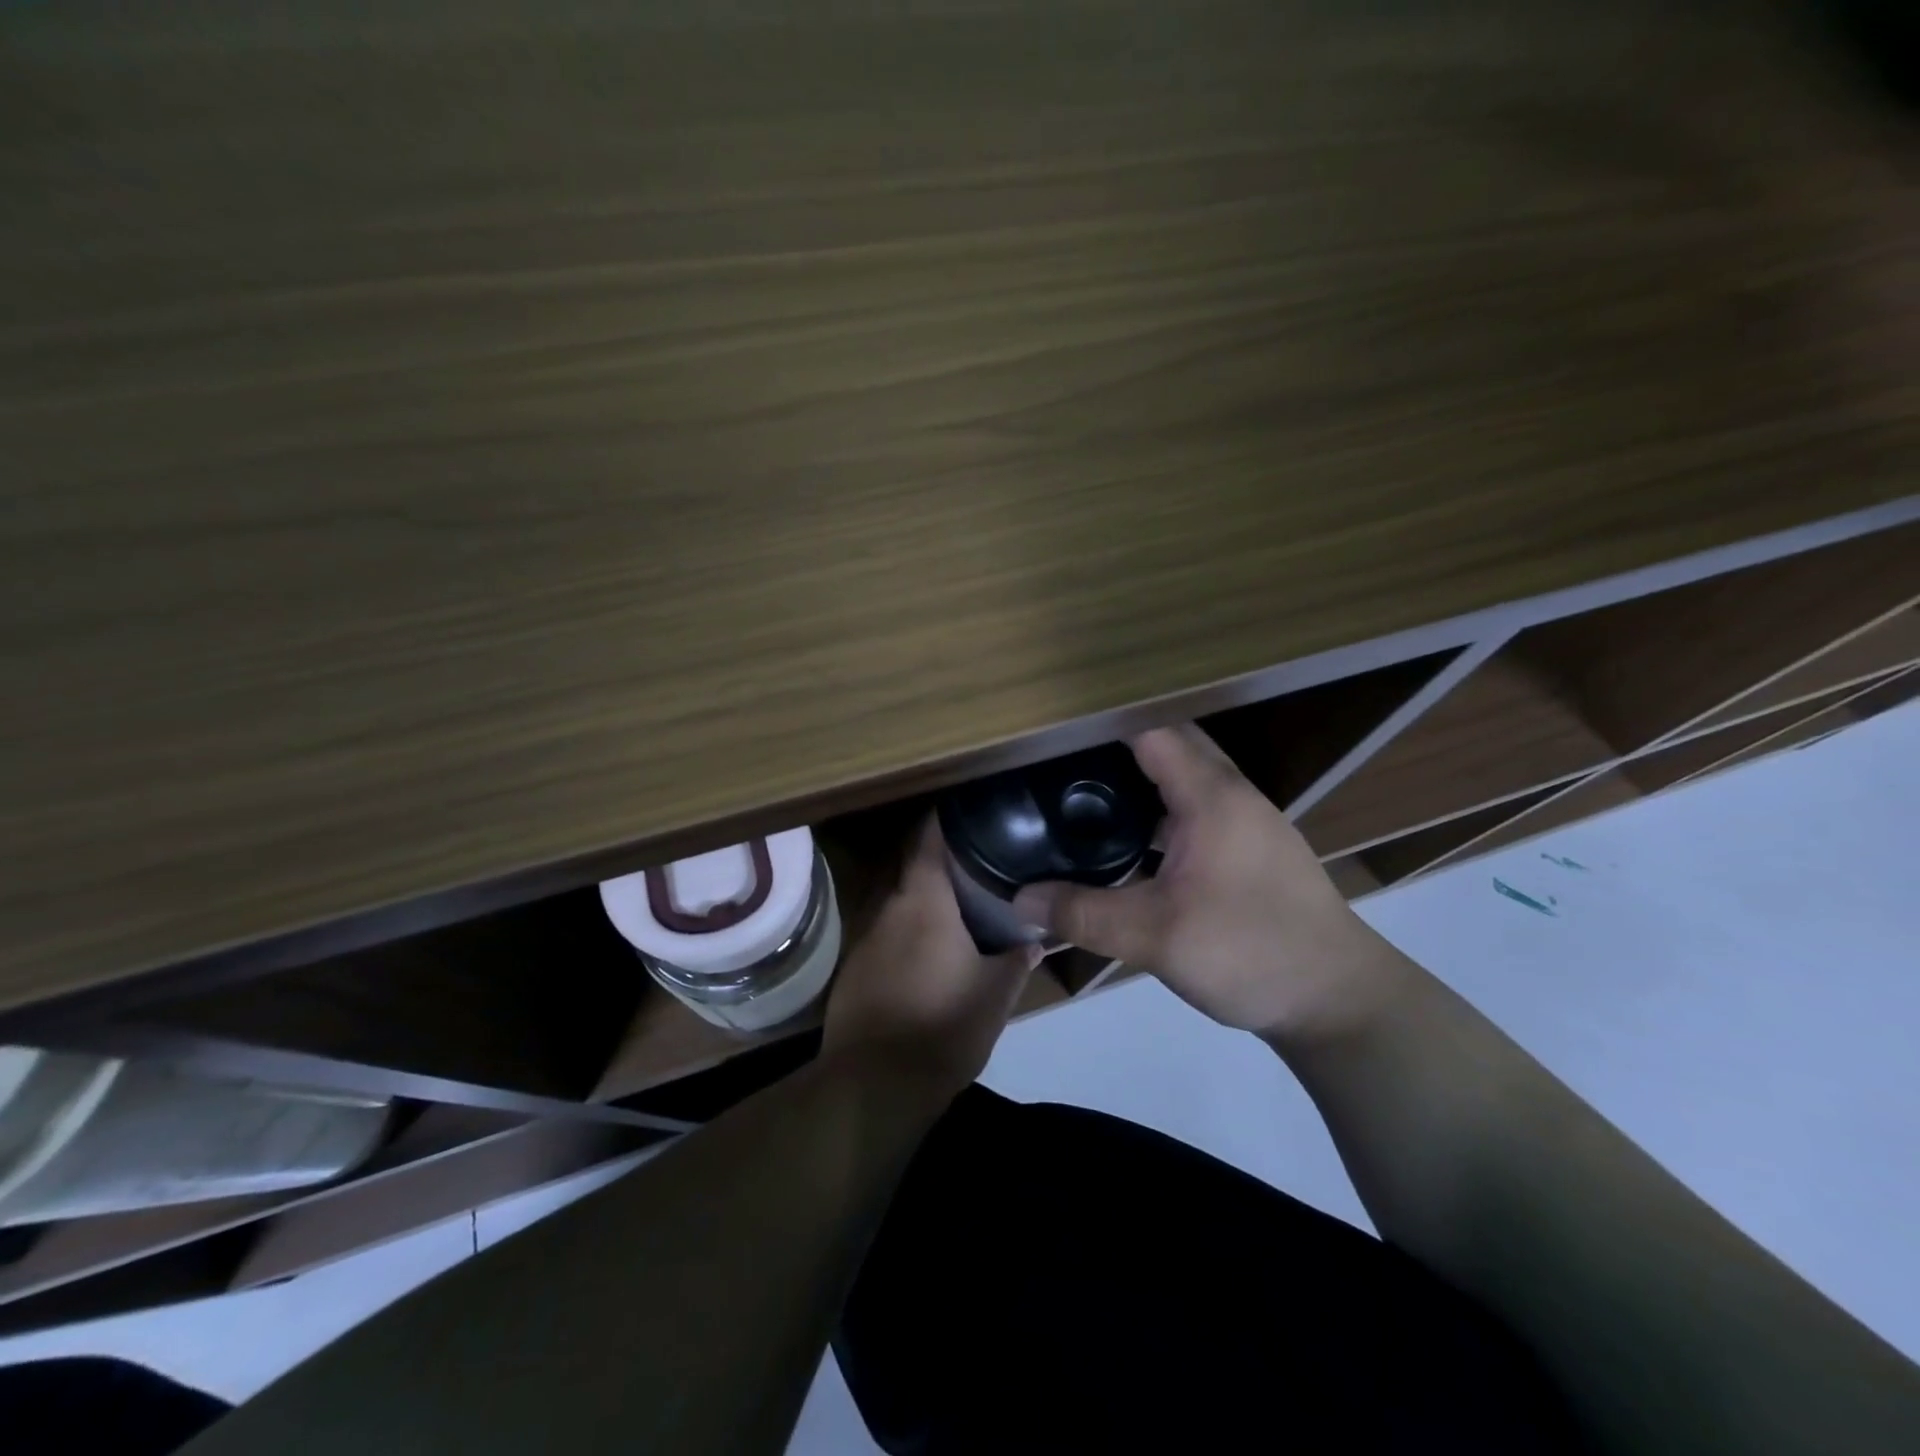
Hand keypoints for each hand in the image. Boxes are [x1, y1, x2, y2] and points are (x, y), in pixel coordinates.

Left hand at [822, 818, 1039, 1098]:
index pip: (928, 841)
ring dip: (920, 902)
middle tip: (972, 865)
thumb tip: (1033, 941)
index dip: (943, 820)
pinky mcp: (851, 970)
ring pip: (896, 904)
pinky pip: (883, 937)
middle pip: (911, 869)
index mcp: (924, 902)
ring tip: (952, 910)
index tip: (964, 812)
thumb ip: (1015, 961)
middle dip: (937, 863)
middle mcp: (888, 909)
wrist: (874, 1085)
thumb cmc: (943, 1026)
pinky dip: (903, 935)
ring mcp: (864, 939)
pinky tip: (922, 956)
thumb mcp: (995, 996)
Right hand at [1012, 725, 1404, 1044]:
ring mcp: (1246, 823)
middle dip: (1117, 744)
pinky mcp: (1250, 851)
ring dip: (1140, 777)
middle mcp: (1232, 795)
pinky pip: (1196, 809)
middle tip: (1059, 759)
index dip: (1102, 722)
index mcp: (1211, 796)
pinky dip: (1159, 810)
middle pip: (1170, 746)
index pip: (1151, 730)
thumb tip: (1020, 900)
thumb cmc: (1250, 952)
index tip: (1053, 727)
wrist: (1338, 1000)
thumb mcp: (1156, 938)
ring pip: (1185, 778)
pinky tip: (1129, 841)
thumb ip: (1083, 914)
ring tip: (1083, 790)